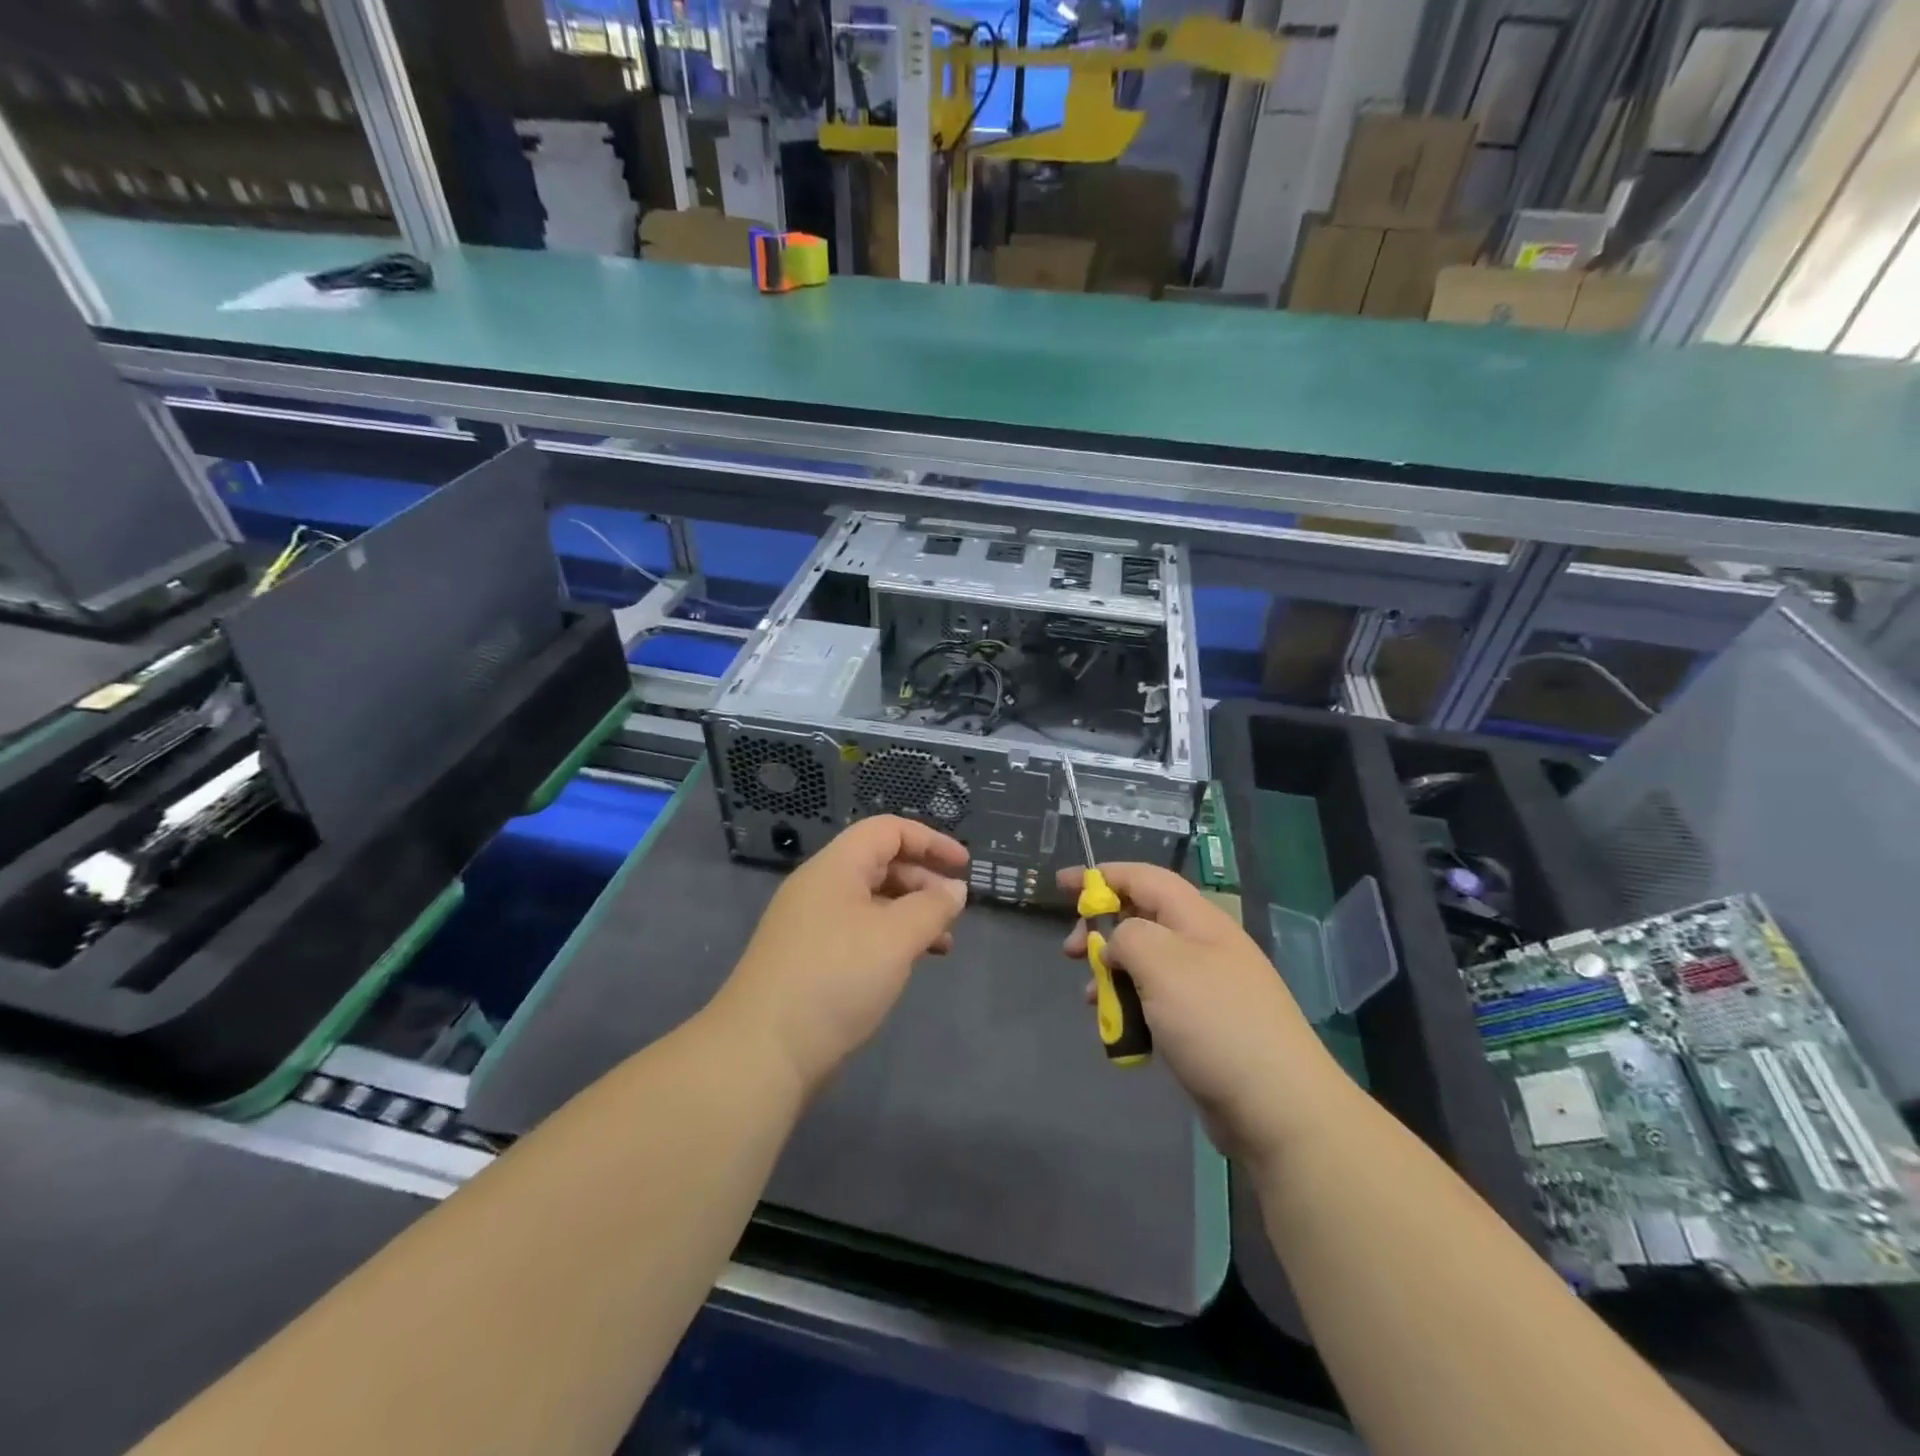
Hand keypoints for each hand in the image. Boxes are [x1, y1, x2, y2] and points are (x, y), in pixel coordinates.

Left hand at [721, 816, 968, 1094]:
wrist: (762, 1052)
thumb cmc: (835, 979)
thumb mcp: (895, 938)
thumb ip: (932, 908)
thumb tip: (954, 889)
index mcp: (835, 867)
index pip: (887, 831)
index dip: (930, 840)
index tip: (964, 865)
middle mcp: (820, 888)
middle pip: (879, 863)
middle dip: (923, 880)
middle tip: (954, 910)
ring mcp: (811, 926)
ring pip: (872, 902)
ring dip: (911, 913)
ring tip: (943, 942)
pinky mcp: (810, 961)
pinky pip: (859, 932)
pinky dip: (890, 939)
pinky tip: (909, 964)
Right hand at [1060, 863, 1350, 1166]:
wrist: (1278, 1107)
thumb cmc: (1215, 1022)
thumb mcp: (1162, 963)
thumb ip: (1128, 936)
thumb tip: (1117, 943)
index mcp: (1198, 920)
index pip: (1144, 878)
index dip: (1102, 875)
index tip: (1062, 884)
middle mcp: (1203, 946)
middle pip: (1142, 919)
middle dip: (1101, 930)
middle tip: (1070, 952)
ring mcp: (1206, 988)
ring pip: (1145, 964)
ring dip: (1111, 974)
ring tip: (1089, 998)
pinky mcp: (1204, 1027)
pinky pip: (1156, 1002)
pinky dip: (1130, 1007)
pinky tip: (1118, 1031)